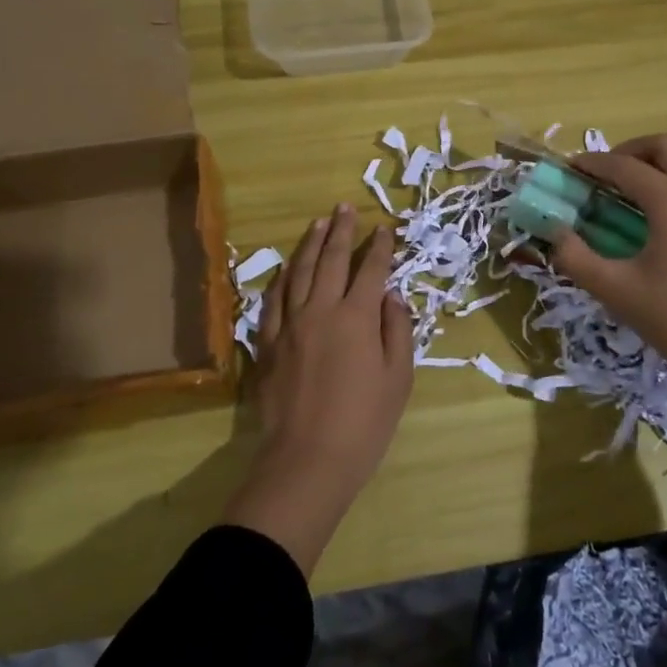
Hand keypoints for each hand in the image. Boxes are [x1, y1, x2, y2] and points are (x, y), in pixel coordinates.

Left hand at [222, 204, 414, 574]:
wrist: (308, 459)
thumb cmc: (364, 423)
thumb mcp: (398, 378)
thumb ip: (397, 330)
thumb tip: (391, 295)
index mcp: (357, 318)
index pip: (371, 270)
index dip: (380, 247)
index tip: (385, 227)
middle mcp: (321, 310)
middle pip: (331, 260)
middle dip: (341, 231)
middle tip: (344, 207)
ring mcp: (290, 324)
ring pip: (298, 272)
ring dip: (310, 244)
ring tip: (317, 223)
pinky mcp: (268, 343)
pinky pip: (273, 300)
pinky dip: (281, 278)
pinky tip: (285, 268)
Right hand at [547, 134, 666, 384]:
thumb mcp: (617, 291)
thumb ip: (576, 258)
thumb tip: (555, 233)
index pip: (625, 166)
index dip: (592, 163)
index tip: (569, 168)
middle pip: (664, 146)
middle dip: (628, 151)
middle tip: (603, 174)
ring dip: (653, 165)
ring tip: (626, 194)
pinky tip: (656, 220)